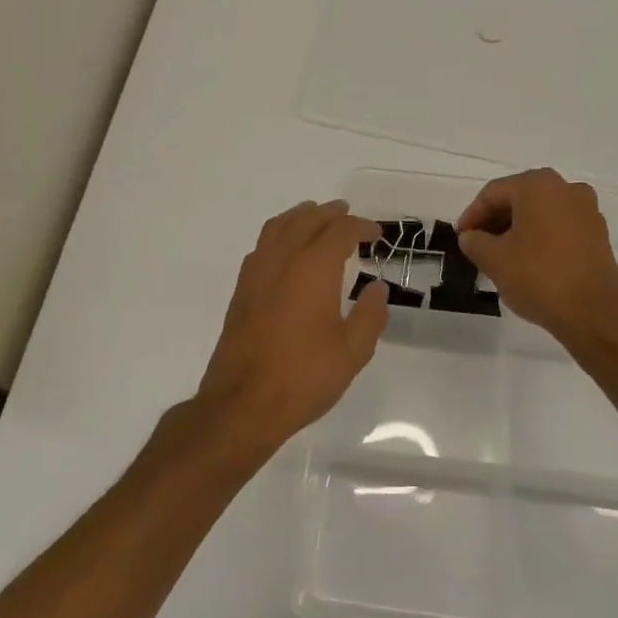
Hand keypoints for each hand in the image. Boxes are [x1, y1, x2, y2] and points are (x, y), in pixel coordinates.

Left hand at [190, 200, 389, 467]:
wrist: (242, 403)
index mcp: (313, 268)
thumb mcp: (352, 352)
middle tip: (346, 214)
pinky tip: (286, 251)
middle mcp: (282, 261)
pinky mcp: (241, 291)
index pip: (339, 232)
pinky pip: (262, 247)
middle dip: (329, 214)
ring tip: (314, 218)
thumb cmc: (304, 377)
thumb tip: (377, 288)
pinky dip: (279, 235)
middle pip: (305, 220)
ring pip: (277, 228)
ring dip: (299, 217)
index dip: (360, 227)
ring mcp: (256, 274)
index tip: (376, 234)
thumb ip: (370, 315)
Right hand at [456, 169, 617, 348]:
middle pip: (519, 198)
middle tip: (477, 244)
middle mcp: (566, 189)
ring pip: (540, 212)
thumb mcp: (493, 259)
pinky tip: (527, 261)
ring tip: (499, 255)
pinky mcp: (598, 234)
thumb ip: (474, 242)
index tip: (461, 237)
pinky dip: (539, 237)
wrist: (594, 313)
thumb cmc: (538, 277)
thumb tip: (471, 237)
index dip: (472, 215)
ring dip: (517, 229)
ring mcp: (587, 211)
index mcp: (539, 186)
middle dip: (495, 220)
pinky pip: (559, 227)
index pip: (494, 193)